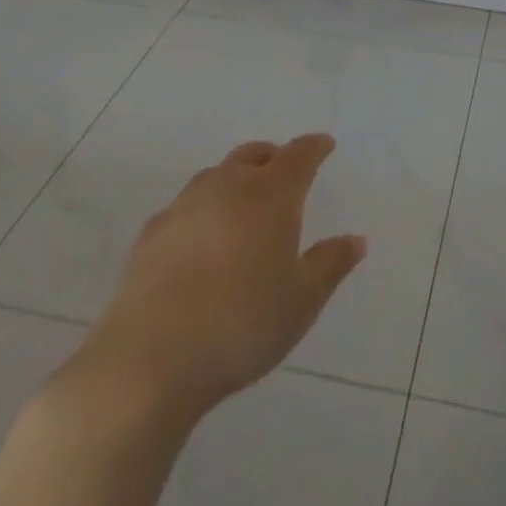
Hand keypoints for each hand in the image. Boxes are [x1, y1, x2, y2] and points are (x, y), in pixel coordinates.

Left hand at [61, 135, 366, 424]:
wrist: (148, 361)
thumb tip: (356, 240)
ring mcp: (184, 207)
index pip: (298, 155)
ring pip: (216, 175)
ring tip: (244, 203)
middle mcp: (227, 187)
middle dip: (274, 157)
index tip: (325, 144)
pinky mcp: (150, 234)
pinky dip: (202, 210)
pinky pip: (185, 207)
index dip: (314, 147)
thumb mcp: (301, 301)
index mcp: (270, 196)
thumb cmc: (240, 325)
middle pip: (254, 155)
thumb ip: (330, 264)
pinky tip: (200, 238)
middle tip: (286, 171)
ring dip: (235, 179)